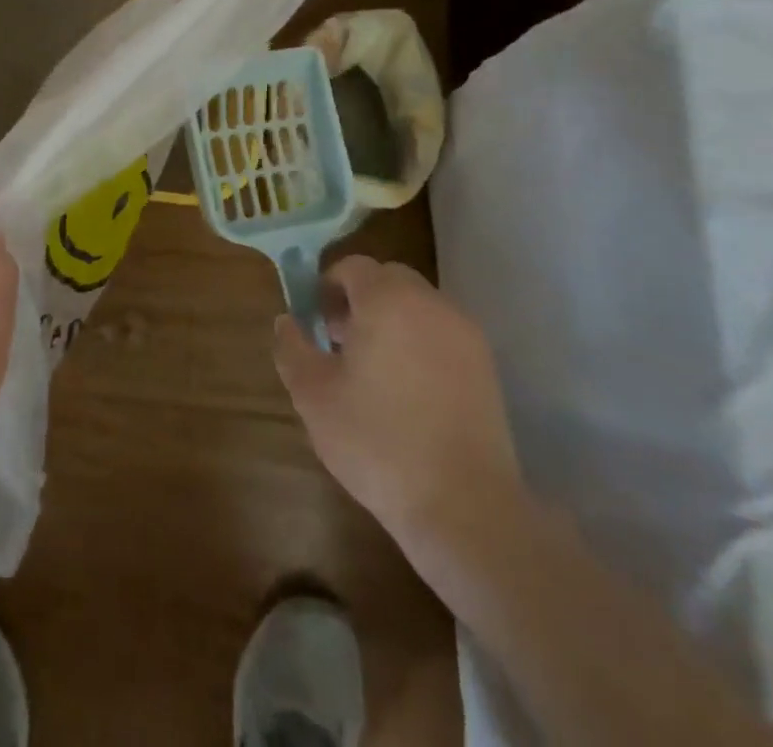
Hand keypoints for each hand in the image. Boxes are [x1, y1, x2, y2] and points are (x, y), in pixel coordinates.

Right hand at [274, 256, 521, 551]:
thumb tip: (286, 322)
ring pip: (418, 307)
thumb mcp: (313, 395)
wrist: (464, 506)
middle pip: (389, 280)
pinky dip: (421, 344)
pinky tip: (410, 393)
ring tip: (375, 372)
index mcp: (387, 300)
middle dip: (360, 300)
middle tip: (341, 343)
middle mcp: (431, 303)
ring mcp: (465, 334)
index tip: (316, 323)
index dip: (327, 286)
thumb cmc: (378, 442)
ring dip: (392, 321)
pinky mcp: (487, 367)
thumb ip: (291, 348)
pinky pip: (442, 335)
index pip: (353, 266)